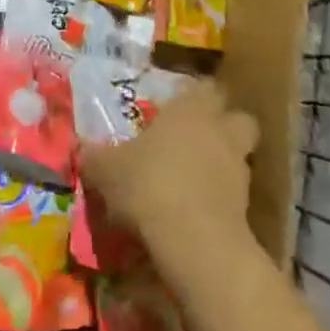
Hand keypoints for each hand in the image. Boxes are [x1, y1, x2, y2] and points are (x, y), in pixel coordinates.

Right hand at [78, 82, 257, 261]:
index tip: (177, 105)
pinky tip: (198, 210)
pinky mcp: (248, 210)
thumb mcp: (106, 169)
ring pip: (241, 157)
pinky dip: (222, 198)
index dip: (195, 95)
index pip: (205, 88)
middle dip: (224, 125)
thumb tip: (81, 149)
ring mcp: (239, 171)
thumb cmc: (148, 185)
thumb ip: (95, 156)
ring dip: (224, 163)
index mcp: (190, 110)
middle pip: (238, 118)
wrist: (194, 242)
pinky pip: (235, 194)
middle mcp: (220, 132)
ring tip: (196, 178)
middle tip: (197, 137)